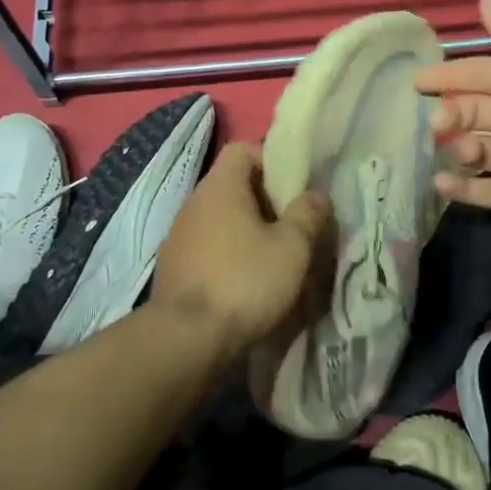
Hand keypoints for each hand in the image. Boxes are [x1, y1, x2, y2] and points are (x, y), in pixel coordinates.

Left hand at [150, 141, 332, 360]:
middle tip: (293, 227)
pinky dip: (228, 256)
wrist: (185, 340)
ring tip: (274, 258)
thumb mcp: (292, 247)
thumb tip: (317, 194)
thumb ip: (308, 214)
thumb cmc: (245, 281)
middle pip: (233, 186)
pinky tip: (247, 283)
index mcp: (220, 186)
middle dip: (265, 201)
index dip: (271, 160)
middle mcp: (193, 203)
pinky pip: (208, 248)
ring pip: (221, 220)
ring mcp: (178, 236)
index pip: (243, 150)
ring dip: (246, 232)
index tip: (294, 188)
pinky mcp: (173, 268)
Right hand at [416, 0, 490, 244]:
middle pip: (477, 112)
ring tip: (452, 151)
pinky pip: (481, 190)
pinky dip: (460, 187)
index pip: (483, 74)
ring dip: (457, 149)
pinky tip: (439, 183)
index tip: (417, 82)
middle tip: (434, 125)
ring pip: (478, 150)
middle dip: (451, 114)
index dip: (452, 74)